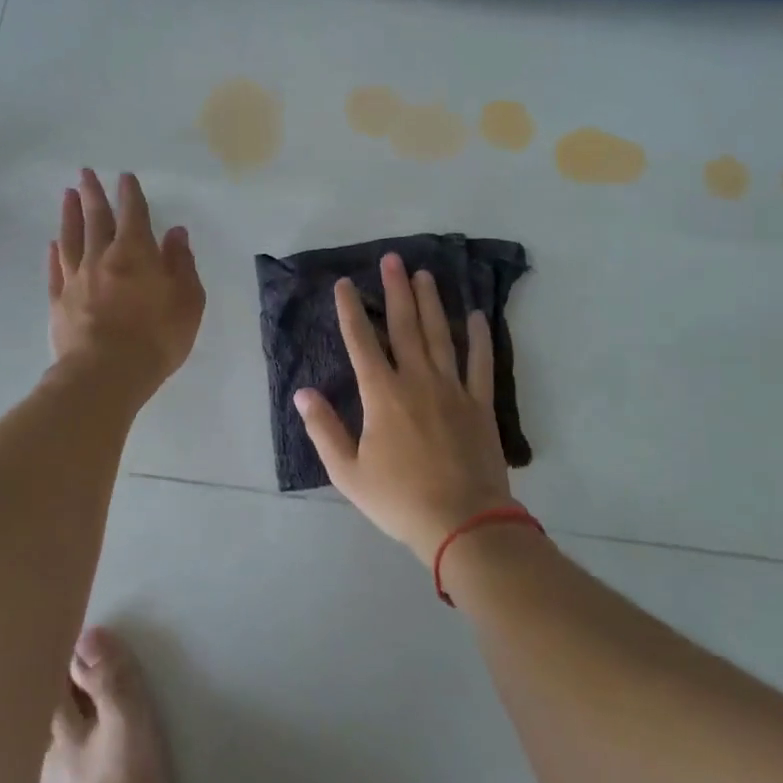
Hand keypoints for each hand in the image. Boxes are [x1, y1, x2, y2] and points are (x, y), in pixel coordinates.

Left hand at [48, 169, 204, 401]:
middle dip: (93, 193)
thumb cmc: (156, 336)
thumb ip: (181, 264)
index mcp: (136, 253)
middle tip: (85, 172)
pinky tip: (53, 243)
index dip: (130, 193)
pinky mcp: (59, 302)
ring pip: (71, 238)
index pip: (134, 214)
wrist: (106, 374)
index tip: (125, 176)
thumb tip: (176, 232)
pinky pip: (56, 269)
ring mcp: (76, 279)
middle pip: (96, 218)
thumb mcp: (187, 300)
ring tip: (67, 194)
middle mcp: (103, 257)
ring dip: (70, 214)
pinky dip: (55, 253)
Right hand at [294, 253, 515, 561]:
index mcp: (382, 395)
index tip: (344, 283)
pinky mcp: (480, 404)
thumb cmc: (399, 499)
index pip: (361, 342)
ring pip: (440, 335)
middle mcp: (417, 380)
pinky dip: (478, 338)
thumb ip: (324, 429)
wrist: (463, 523)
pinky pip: (480, 363)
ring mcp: (453, 389)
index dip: (351, 310)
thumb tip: (302, 392)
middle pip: (404, 326)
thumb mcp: (348, 472)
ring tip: (425, 274)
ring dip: (431, 303)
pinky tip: (475, 315)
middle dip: (396, 290)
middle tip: (392, 259)